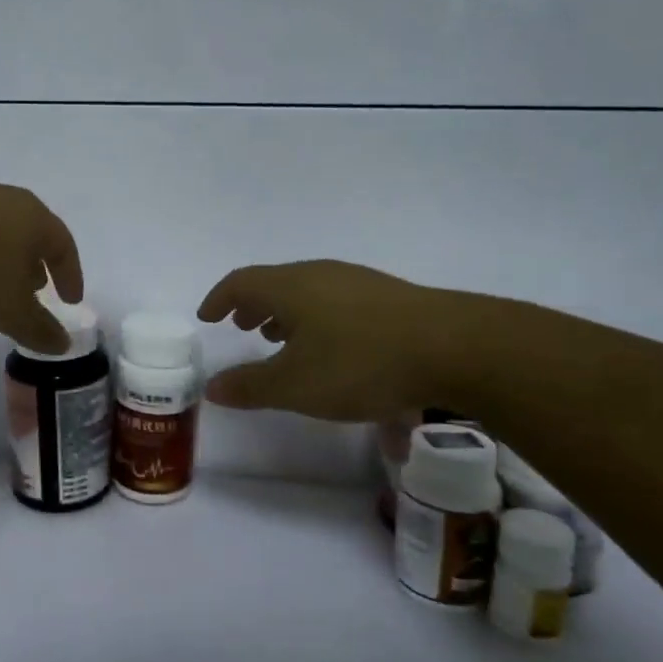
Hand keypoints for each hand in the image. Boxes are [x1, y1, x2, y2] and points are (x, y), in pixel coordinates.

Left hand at [0, 181, 84, 354]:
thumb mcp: (8, 311)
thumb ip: (39, 328)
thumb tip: (64, 342)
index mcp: (32, 217)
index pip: (64, 245)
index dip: (71, 276)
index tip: (70, 300)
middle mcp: (3, 199)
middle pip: (30, 234)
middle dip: (36, 265)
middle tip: (36, 292)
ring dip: (2, 261)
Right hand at [197, 260, 488, 421]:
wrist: (455, 347)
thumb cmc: (360, 363)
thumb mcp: (296, 386)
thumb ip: (250, 386)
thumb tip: (211, 387)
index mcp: (291, 287)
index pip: (241, 282)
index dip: (219, 298)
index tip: (207, 317)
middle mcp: (321, 274)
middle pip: (275, 283)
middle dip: (253, 305)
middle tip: (242, 326)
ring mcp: (358, 282)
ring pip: (308, 292)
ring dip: (286, 313)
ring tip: (282, 339)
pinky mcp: (389, 297)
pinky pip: (336, 302)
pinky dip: (317, 319)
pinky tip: (333, 349)